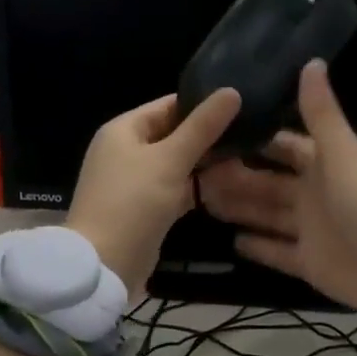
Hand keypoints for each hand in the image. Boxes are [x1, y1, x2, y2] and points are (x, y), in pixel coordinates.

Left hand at [65, 89, 241, 292]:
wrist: (104, 264)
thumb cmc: (133, 202)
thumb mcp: (170, 159)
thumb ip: (202, 127)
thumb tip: (232, 91)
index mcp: (123, 130)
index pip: (168, 105)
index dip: (202, 104)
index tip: (241, 104)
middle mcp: (126, 150)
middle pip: (173, 134)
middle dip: (208, 136)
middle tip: (251, 133)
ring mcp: (134, 181)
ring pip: (176, 163)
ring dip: (205, 163)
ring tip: (248, 156)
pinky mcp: (145, 208)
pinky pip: (175, 188)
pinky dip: (196, 186)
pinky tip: (229, 186)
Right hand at [198, 61, 356, 320]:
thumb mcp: (343, 154)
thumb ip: (321, 113)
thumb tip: (311, 60)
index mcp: (324, 165)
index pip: (284, 146)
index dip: (256, 139)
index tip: (219, 131)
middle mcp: (314, 195)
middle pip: (267, 183)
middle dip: (236, 176)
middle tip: (195, 170)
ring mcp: (310, 230)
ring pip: (265, 215)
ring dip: (238, 207)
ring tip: (200, 199)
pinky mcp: (307, 263)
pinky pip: (276, 252)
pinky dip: (257, 247)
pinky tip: (230, 240)